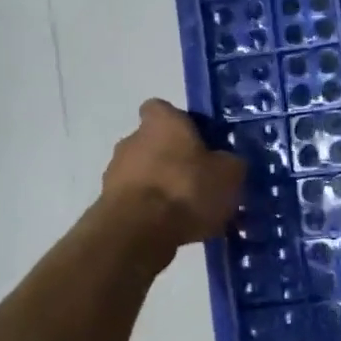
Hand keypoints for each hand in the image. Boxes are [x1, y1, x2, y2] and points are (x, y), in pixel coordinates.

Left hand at [101, 99, 246, 244]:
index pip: (164, 109)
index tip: (202, 141)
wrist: (138, 232)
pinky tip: (179, 230)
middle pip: (157, 144)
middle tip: (204, 183)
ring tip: (194, 214)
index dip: (183, 123)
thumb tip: (227, 163)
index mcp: (162, 122)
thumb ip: (230, 162)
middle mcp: (132, 139)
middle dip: (178, 161)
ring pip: (148, 175)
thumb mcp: (230, 173)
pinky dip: (156, 212)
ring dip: (166, 188)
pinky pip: (140, 203)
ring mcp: (116, 172)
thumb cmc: (187, 189)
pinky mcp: (109, 204)